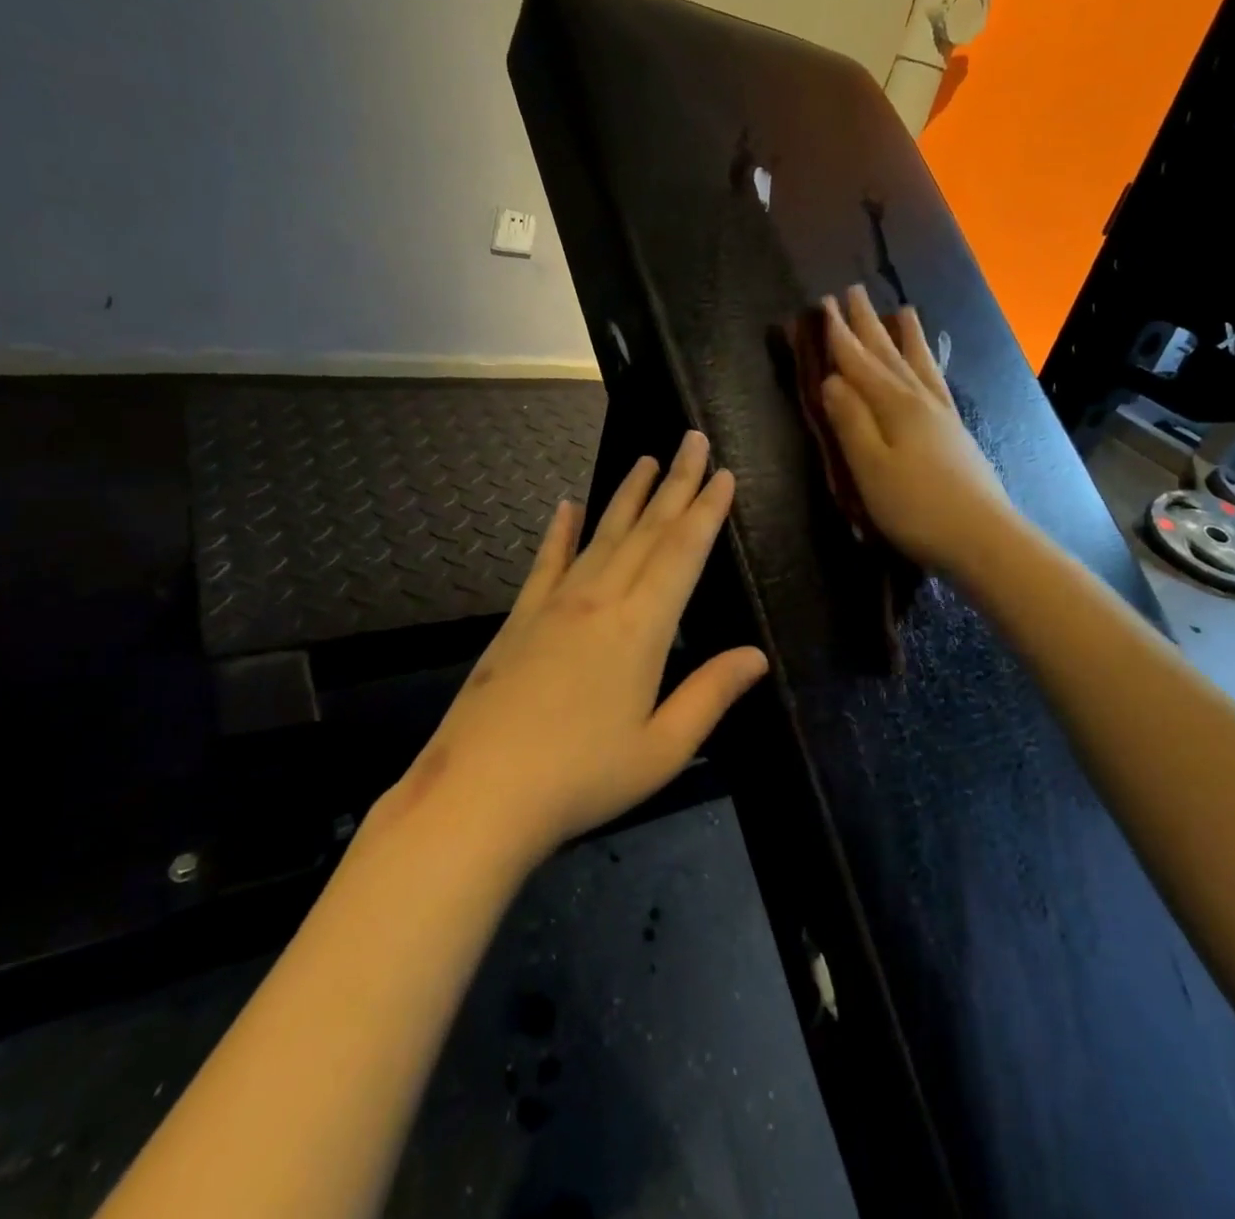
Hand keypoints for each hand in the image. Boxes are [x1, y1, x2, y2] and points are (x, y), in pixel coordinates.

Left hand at [401, 432, 767, 858]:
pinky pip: (546, 562)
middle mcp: (599, 600)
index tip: (721, 472)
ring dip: (628, 496)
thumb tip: (756, 654)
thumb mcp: (662, 748)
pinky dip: (560, 532)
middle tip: (692, 440)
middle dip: (675, 483)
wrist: (478, 795)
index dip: (706, 511)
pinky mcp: (520, 619)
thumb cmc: (581, 778)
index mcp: (641, 628)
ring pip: (600, 535)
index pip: (682, 553)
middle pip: (646, 530)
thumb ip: (710, 694)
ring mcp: (554, 604)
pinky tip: (567, 506)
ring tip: (646, 460)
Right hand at [819, 283, 1012, 575]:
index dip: (839, 335)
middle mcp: (920, 401)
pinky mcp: (956, 433)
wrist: (983, 537)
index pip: (859, 363)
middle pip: (888, 355)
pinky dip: (928, 366)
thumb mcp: (870, 468)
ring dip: (905, 337)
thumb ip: (850, 422)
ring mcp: (943, 416)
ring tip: (902, 310)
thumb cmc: (916, 508)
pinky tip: (928, 366)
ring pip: (918, 365)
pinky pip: (936, 383)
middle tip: (853, 292)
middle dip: (867, 324)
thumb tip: (831, 380)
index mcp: (895, 407)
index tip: (823, 304)